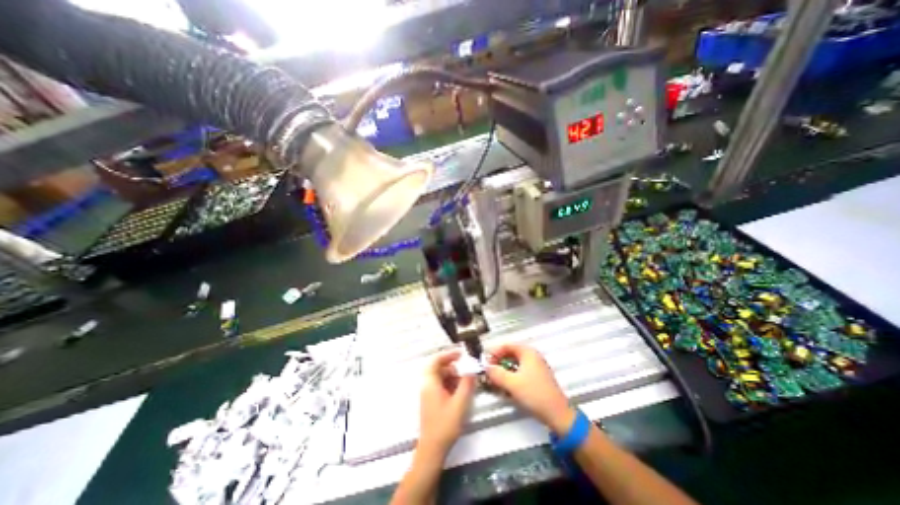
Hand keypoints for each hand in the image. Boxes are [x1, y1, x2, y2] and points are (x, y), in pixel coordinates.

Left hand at [421, 350, 477, 453]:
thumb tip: (472, 370)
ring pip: (440, 377)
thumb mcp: (460, 403)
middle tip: (466, 370)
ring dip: (453, 376)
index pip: (436, 360)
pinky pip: (440, 385)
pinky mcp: (431, 401)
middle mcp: (427, 385)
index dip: (448, 354)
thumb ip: (467, 384)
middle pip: (438, 368)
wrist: (432, 450)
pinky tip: (460, 392)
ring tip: (465, 383)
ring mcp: (428, 393)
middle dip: (453, 367)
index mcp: (430, 383)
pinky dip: (450, 384)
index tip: (461, 354)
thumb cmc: (445, 425)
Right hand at [485, 345, 576, 435]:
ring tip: (496, 381)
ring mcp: (536, 366)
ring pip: (514, 364)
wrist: (558, 415)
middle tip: (489, 373)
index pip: (506, 345)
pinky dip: (511, 376)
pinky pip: (520, 372)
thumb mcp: (512, 383)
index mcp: (528, 352)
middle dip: (498, 362)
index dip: (494, 353)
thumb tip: (486, 367)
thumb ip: (496, 373)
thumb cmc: (535, 394)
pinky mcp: (537, 378)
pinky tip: (506, 387)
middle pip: (510, 354)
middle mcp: (532, 356)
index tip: (486, 364)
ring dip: (504, 371)